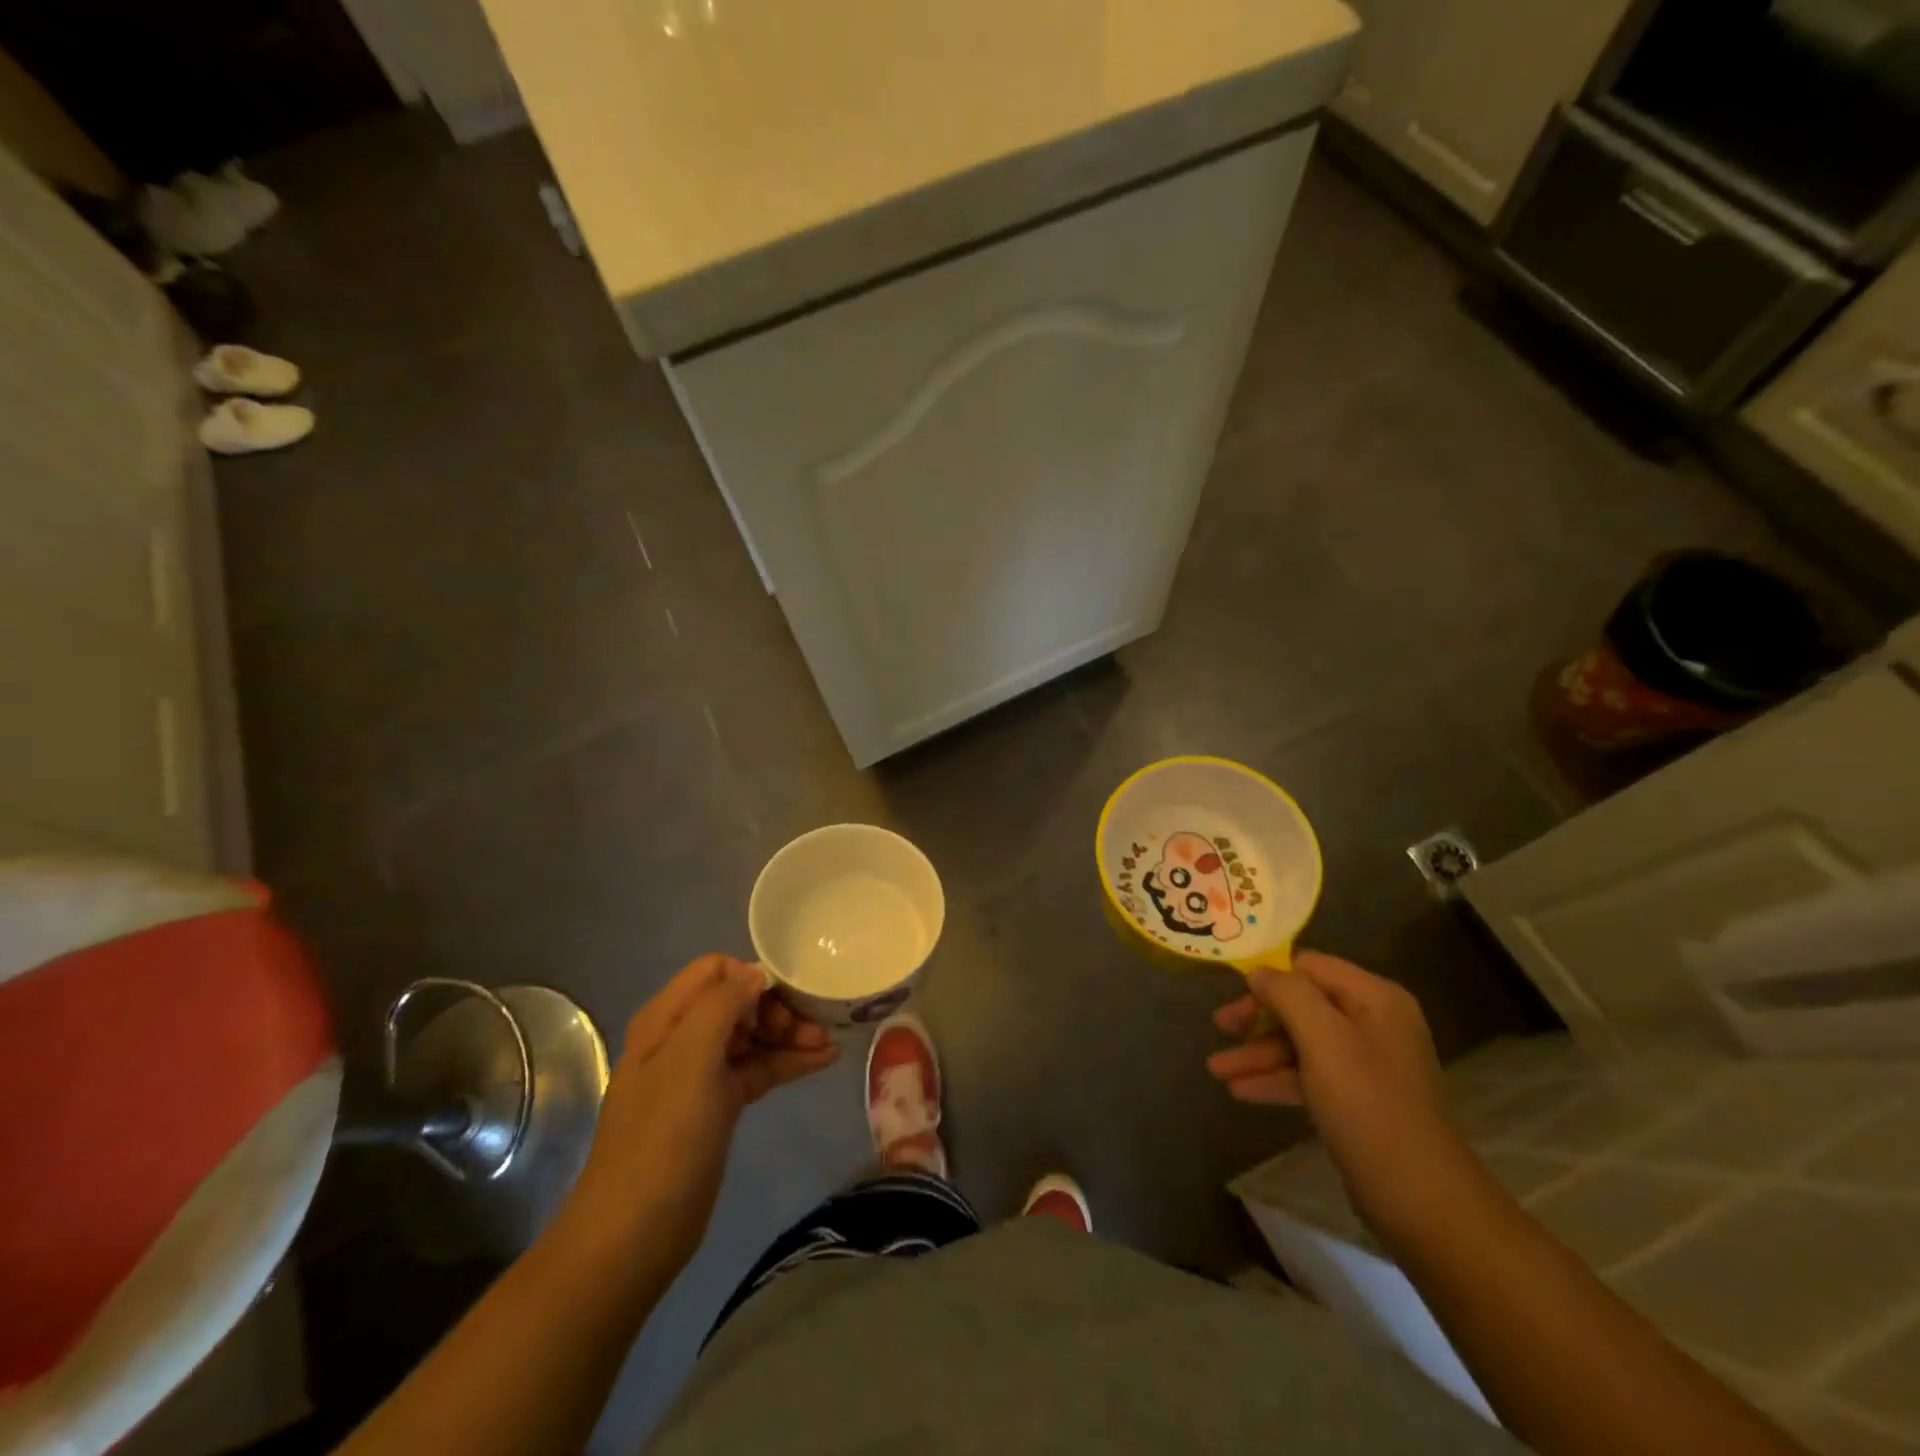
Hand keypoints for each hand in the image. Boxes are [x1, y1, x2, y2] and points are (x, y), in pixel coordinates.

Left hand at [561, 954, 838, 1279]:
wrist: (634, 1236)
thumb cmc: (662, 1140)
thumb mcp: (689, 1061)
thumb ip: (721, 1005)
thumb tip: (756, 975)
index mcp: (666, 1019)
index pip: (716, 970)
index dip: (752, 977)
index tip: (785, 1002)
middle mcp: (682, 1037)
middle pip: (738, 1000)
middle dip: (778, 1008)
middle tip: (813, 1030)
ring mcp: (700, 1073)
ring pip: (752, 1034)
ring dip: (789, 1034)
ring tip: (828, 1045)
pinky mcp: (717, 1105)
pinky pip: (757, 1068)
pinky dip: (787, 1062)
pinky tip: (823, 1062)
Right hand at [1207, 950, 1479, 1245]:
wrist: (1420, 1199)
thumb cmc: (1368, 1106)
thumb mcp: (1323, 1039)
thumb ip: (1288, 994)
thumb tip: (1259, 973)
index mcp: (1375, 997)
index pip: (1309, 966)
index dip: (1268, 977)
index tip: (1230, 994)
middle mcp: (1374, 1022)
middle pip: (1302, 1004)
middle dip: (1258, 1018)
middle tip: (1219, 1028)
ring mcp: (1367, 1062)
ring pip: (1301, 1042)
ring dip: (1259, 1053)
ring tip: (1217, 1070)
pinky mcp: (1359, 1098)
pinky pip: (1309, 1074)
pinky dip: (1276, 1078)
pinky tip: (1241, 1091)